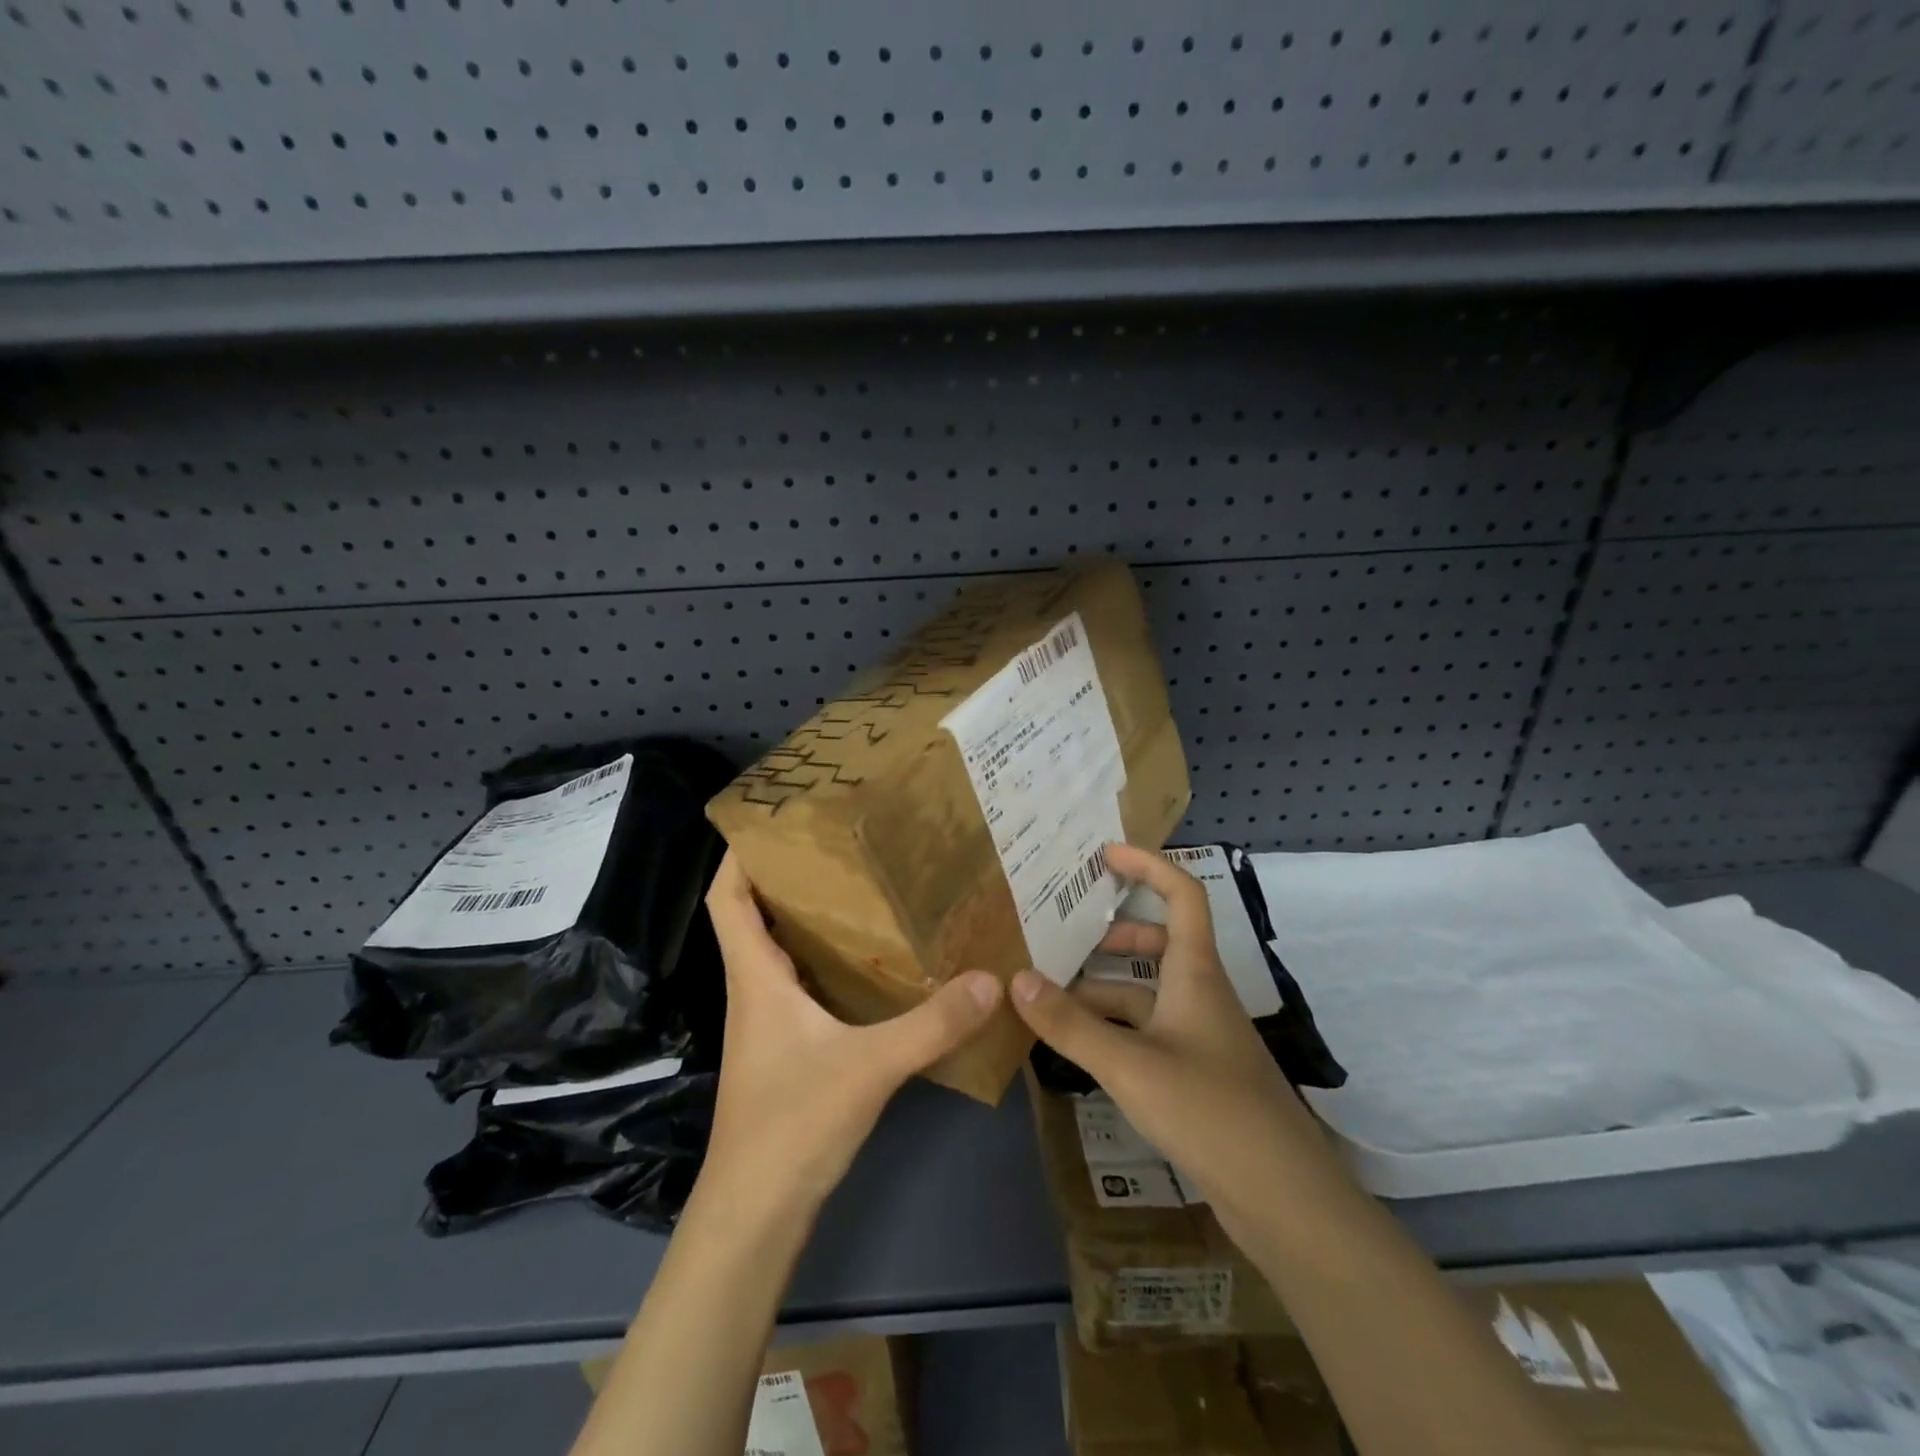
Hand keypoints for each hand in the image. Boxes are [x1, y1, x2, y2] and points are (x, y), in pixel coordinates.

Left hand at [698, 852, 1002, 1212]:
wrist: (755, 1217)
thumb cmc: (792, 1126)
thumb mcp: (869, 1067)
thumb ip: (930, 1024)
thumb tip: (988, 977)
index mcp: (757, 977)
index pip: (727, 898)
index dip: (740, 854)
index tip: (774, 817)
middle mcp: (756, 990)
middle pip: (756, 915)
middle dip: (788, 875)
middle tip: (842, 843)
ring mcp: (769, 1024)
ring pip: (781, 951)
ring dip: (809, 918)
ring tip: (864, 888)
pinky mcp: (787, 1050)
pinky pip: (802, 985)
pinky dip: (826, 962)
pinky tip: (870, 964)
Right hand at [1009, 843, 1327, 1237]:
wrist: (1284, 1199)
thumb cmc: (1210, 1111)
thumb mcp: (1129, 1064)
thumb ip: (1070, 1023)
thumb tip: (1015, 978)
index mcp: (1195, 973)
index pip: (1181, 894)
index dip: (1147, 865)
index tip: (1104, 855)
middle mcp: (1201, 994)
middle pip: (1160, 941)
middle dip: (1113, 932)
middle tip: (1062, 934)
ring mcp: (1201, 1036)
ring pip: (1148, 991)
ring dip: (1104, 985)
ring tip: (1052, 992)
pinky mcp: (1197, 1073)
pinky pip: (1148, 1030)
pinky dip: (1114, 1027)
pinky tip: (1080, 1044)